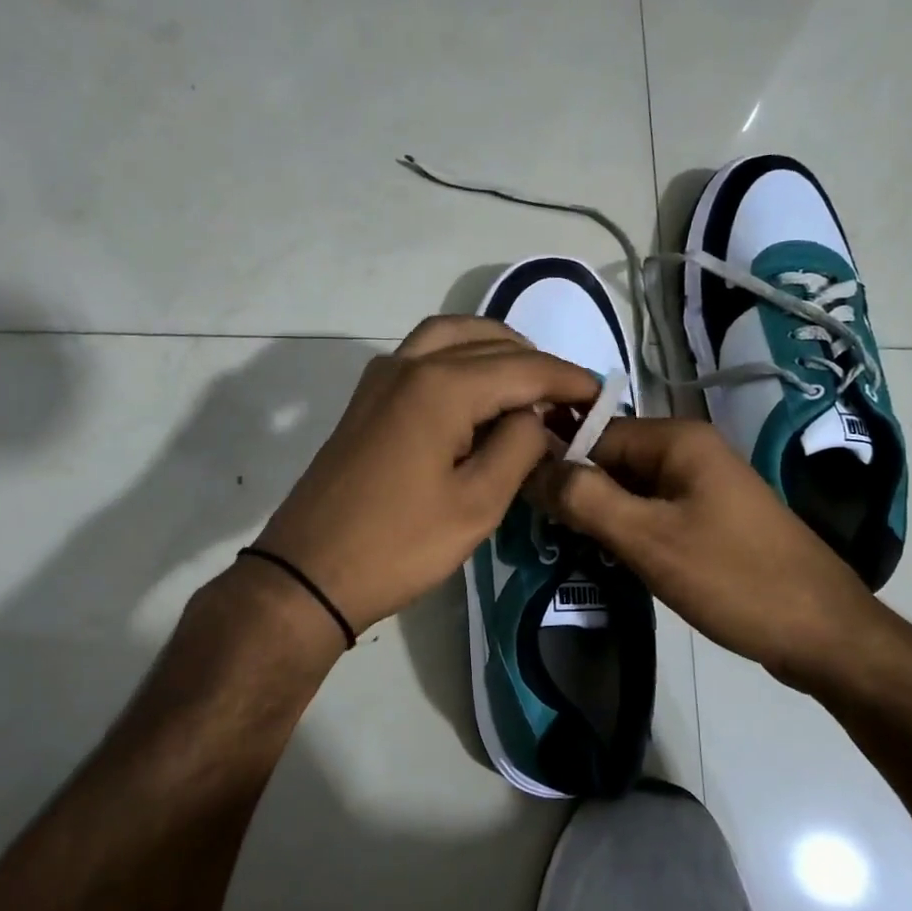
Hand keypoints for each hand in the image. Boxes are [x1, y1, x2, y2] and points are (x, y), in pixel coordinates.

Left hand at [251, 316, 598, 634]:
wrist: (309, 573)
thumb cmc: (399, 545)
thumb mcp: (477, 504)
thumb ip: (518, 447)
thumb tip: (537, 418)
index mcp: (442, 385)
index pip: (524, 367)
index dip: (569, 381)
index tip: (603, 399)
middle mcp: (410, 364)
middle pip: (489, 342)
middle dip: (536, 365)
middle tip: (568, 402)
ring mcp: (382, 377)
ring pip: (452, 337)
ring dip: (496, 350)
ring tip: (528, 387)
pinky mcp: (368, 398)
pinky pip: (424, 355)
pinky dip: (461, 359)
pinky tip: (479, 396)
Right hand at [529, 417, 909, 697]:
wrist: (823, 633)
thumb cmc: (734, 579)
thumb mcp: (649, 539)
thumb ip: (586, 499)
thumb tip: (532, 466)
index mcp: (678, 439)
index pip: (594, 434)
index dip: (557, 463)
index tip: (524, 502)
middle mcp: (690, 451)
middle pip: (612, 460)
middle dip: (578, 493)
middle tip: (545, 533)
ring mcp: (703, 485)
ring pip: (630, 489)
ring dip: (601, 515)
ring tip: (570, 547)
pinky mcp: (710, 518)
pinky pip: (654, 511)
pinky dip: (628, 530)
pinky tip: (611, 558)